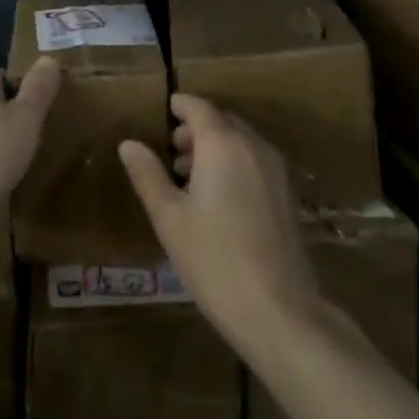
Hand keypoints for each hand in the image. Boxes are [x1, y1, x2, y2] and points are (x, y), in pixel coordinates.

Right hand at [119, 93, 319, 352]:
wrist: (281, 312)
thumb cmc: (215, 261)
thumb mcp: (170, 219)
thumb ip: (148, 175)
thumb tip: (129, 144)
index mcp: (222, 144)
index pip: (199, 107)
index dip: (180, 106)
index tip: (164, 111)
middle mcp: (253, 146)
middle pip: (222, 121)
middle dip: (196, 128)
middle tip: (171, 149)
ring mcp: (276, 170)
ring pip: (241, 141)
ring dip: (216, 146)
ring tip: (189, 176)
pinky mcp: (289, 195)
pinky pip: (256, 161)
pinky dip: (235, 163)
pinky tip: (220, 198)